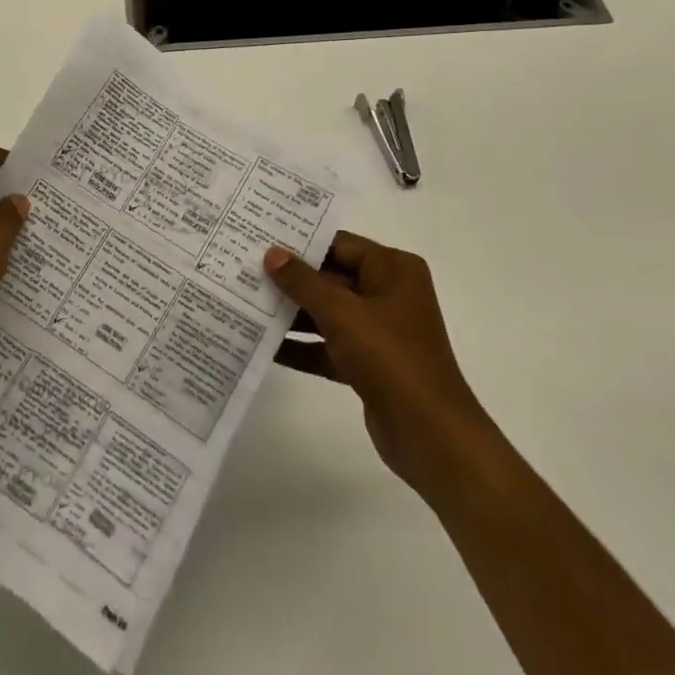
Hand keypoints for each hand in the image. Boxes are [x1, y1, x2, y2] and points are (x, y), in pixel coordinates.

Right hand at [264, 233, 482, 497]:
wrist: (431, 436)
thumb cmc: (390, 358)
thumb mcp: (342, 313)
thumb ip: (303, 282)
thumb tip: (271, 254)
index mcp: (393, 269)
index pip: (338, 244)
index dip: (299, 242)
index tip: (259, 238)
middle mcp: (388, 293)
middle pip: (330, 278)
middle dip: (290, 280)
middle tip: (243, 270)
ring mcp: (379, 330)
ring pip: (327, 313)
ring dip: (291, 314)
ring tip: (245, 304)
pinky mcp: (369, 364)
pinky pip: (329, 345)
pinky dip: (302, 346)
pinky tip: (264, 347)